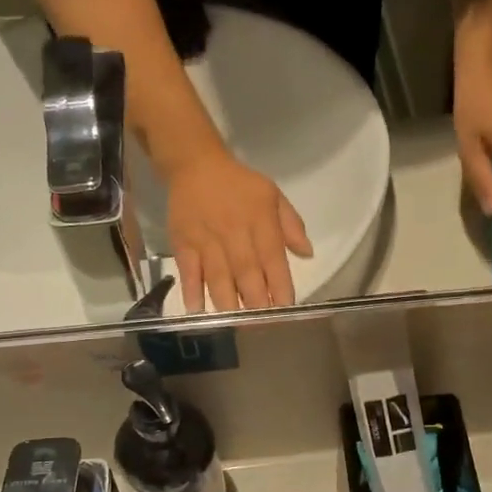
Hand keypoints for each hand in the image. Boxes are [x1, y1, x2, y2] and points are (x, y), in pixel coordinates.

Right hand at [165, 148, 312, 311]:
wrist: (195, 164)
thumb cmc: (239, 183)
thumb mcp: (272, 194)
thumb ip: (291, 225)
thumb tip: (307, 254)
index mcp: (260, 222)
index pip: (273, 259)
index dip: (280, 286)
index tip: (286, 309)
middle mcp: (235, 233)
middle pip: (247, 273)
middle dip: (256, 303)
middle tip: (263, 327)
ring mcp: (207, 240)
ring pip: (219, 276)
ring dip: (228, 303)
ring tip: (236, 324)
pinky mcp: (183, 243)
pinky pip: (188, 270)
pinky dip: (192, 290)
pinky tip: (198, 310)